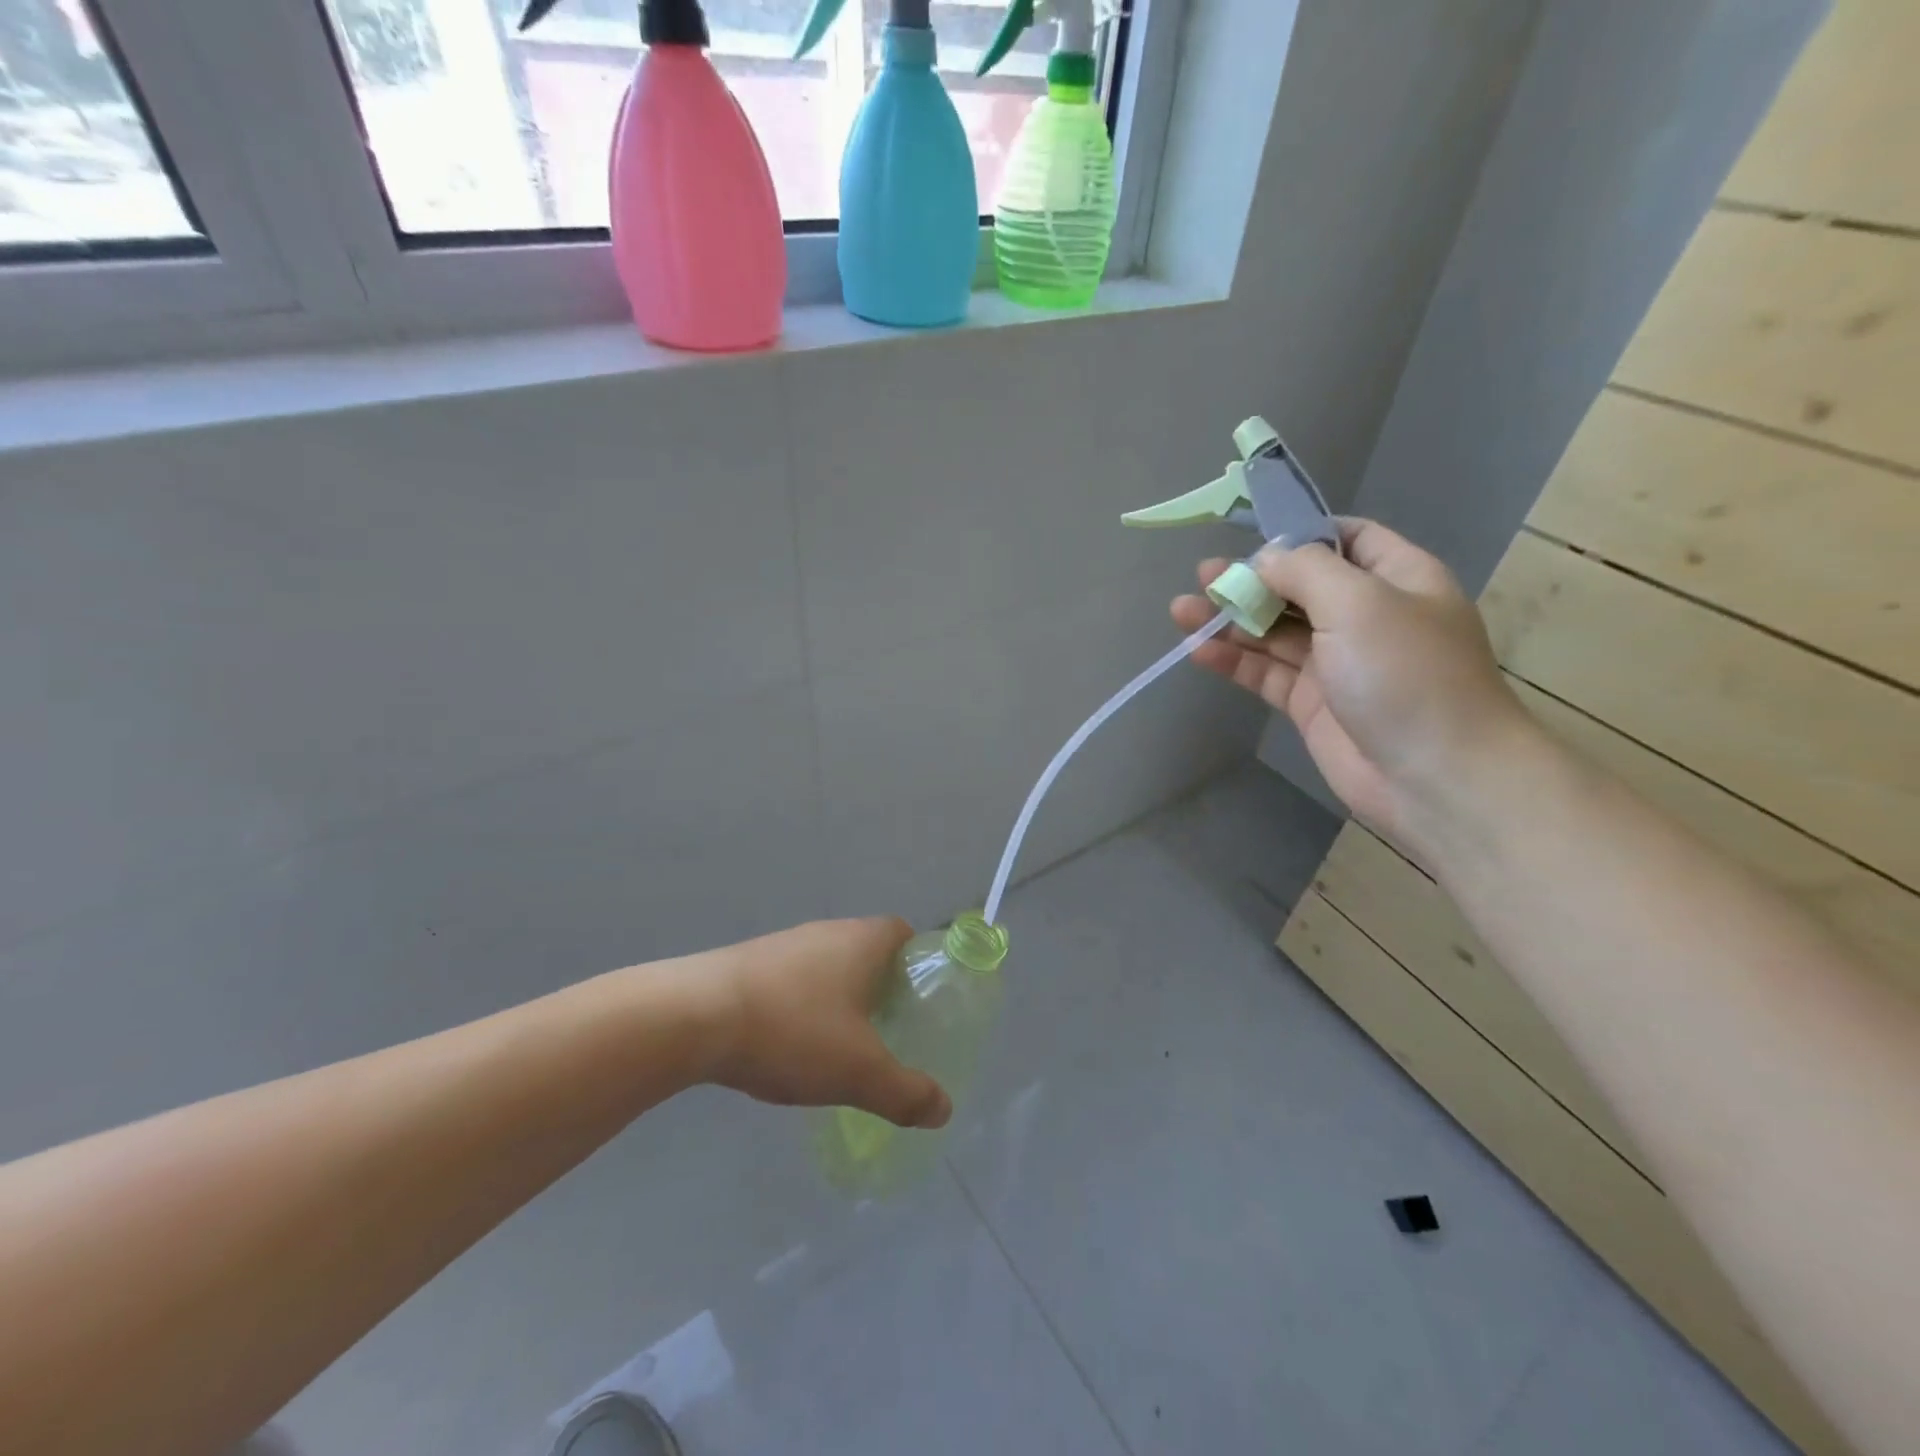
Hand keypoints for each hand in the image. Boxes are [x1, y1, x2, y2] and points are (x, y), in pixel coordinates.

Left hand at [701, 918, 951, 1130]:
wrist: (692, 1016)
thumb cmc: (792, 1030)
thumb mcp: (859, 1071)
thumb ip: (905, 1092)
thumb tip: (944, 1110)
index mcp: (862, 941)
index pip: (904, 934)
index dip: (918, 962)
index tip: (920, 1001)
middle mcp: (826, 931)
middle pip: (866, 950)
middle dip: (880, 987)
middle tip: (887, 1031)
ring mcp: (783, 945)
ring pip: (826, 966)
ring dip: (837, 999)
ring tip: (838, 1045)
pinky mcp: (747, 963)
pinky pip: (790, 980)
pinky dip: (800, 1006)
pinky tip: (787, 1045)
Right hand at [1172, 518, 1534, 855]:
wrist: (1434, 776)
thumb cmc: (1405, 674)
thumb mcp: (1359, 602)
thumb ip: (1305, 570)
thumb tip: (1264, 559)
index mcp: (1397, 579)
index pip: (1348, 539)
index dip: (1301, 535)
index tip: (1253, 539)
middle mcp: (1366, 616)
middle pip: (1300, 587)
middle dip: (1252, 579)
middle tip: (1202, 576)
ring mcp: (1337, 663)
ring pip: (1275, 631)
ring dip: (1232, 619)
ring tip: (1183, 610)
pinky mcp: (1311, 704)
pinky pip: (1266, 673)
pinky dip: (1234, 660)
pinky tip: (1198, 650)